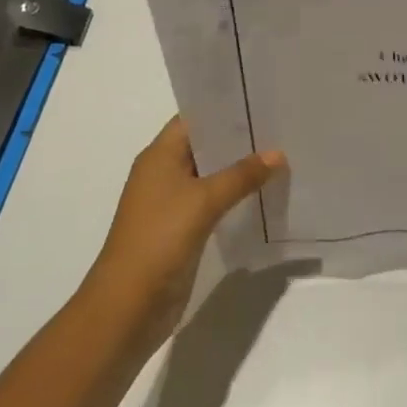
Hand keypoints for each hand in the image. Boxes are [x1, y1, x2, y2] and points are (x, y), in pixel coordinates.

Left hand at [82, 116, 284, 348]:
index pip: (195, 118)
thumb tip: (278, 154)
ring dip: (240, 168)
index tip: (261, 98)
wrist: (126, 309)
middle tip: (280, 125)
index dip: (225, 106)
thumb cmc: (159, 239)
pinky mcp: (181, 229)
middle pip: (206, 145)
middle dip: (239, 137)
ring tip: (280, 154)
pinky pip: (213, 201)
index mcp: (159, 155)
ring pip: (211, 174)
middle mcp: (163, 173)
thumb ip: (241, 175)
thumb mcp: (203, 201)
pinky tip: (263, 192)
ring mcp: (171, 202)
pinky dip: (235, 195)